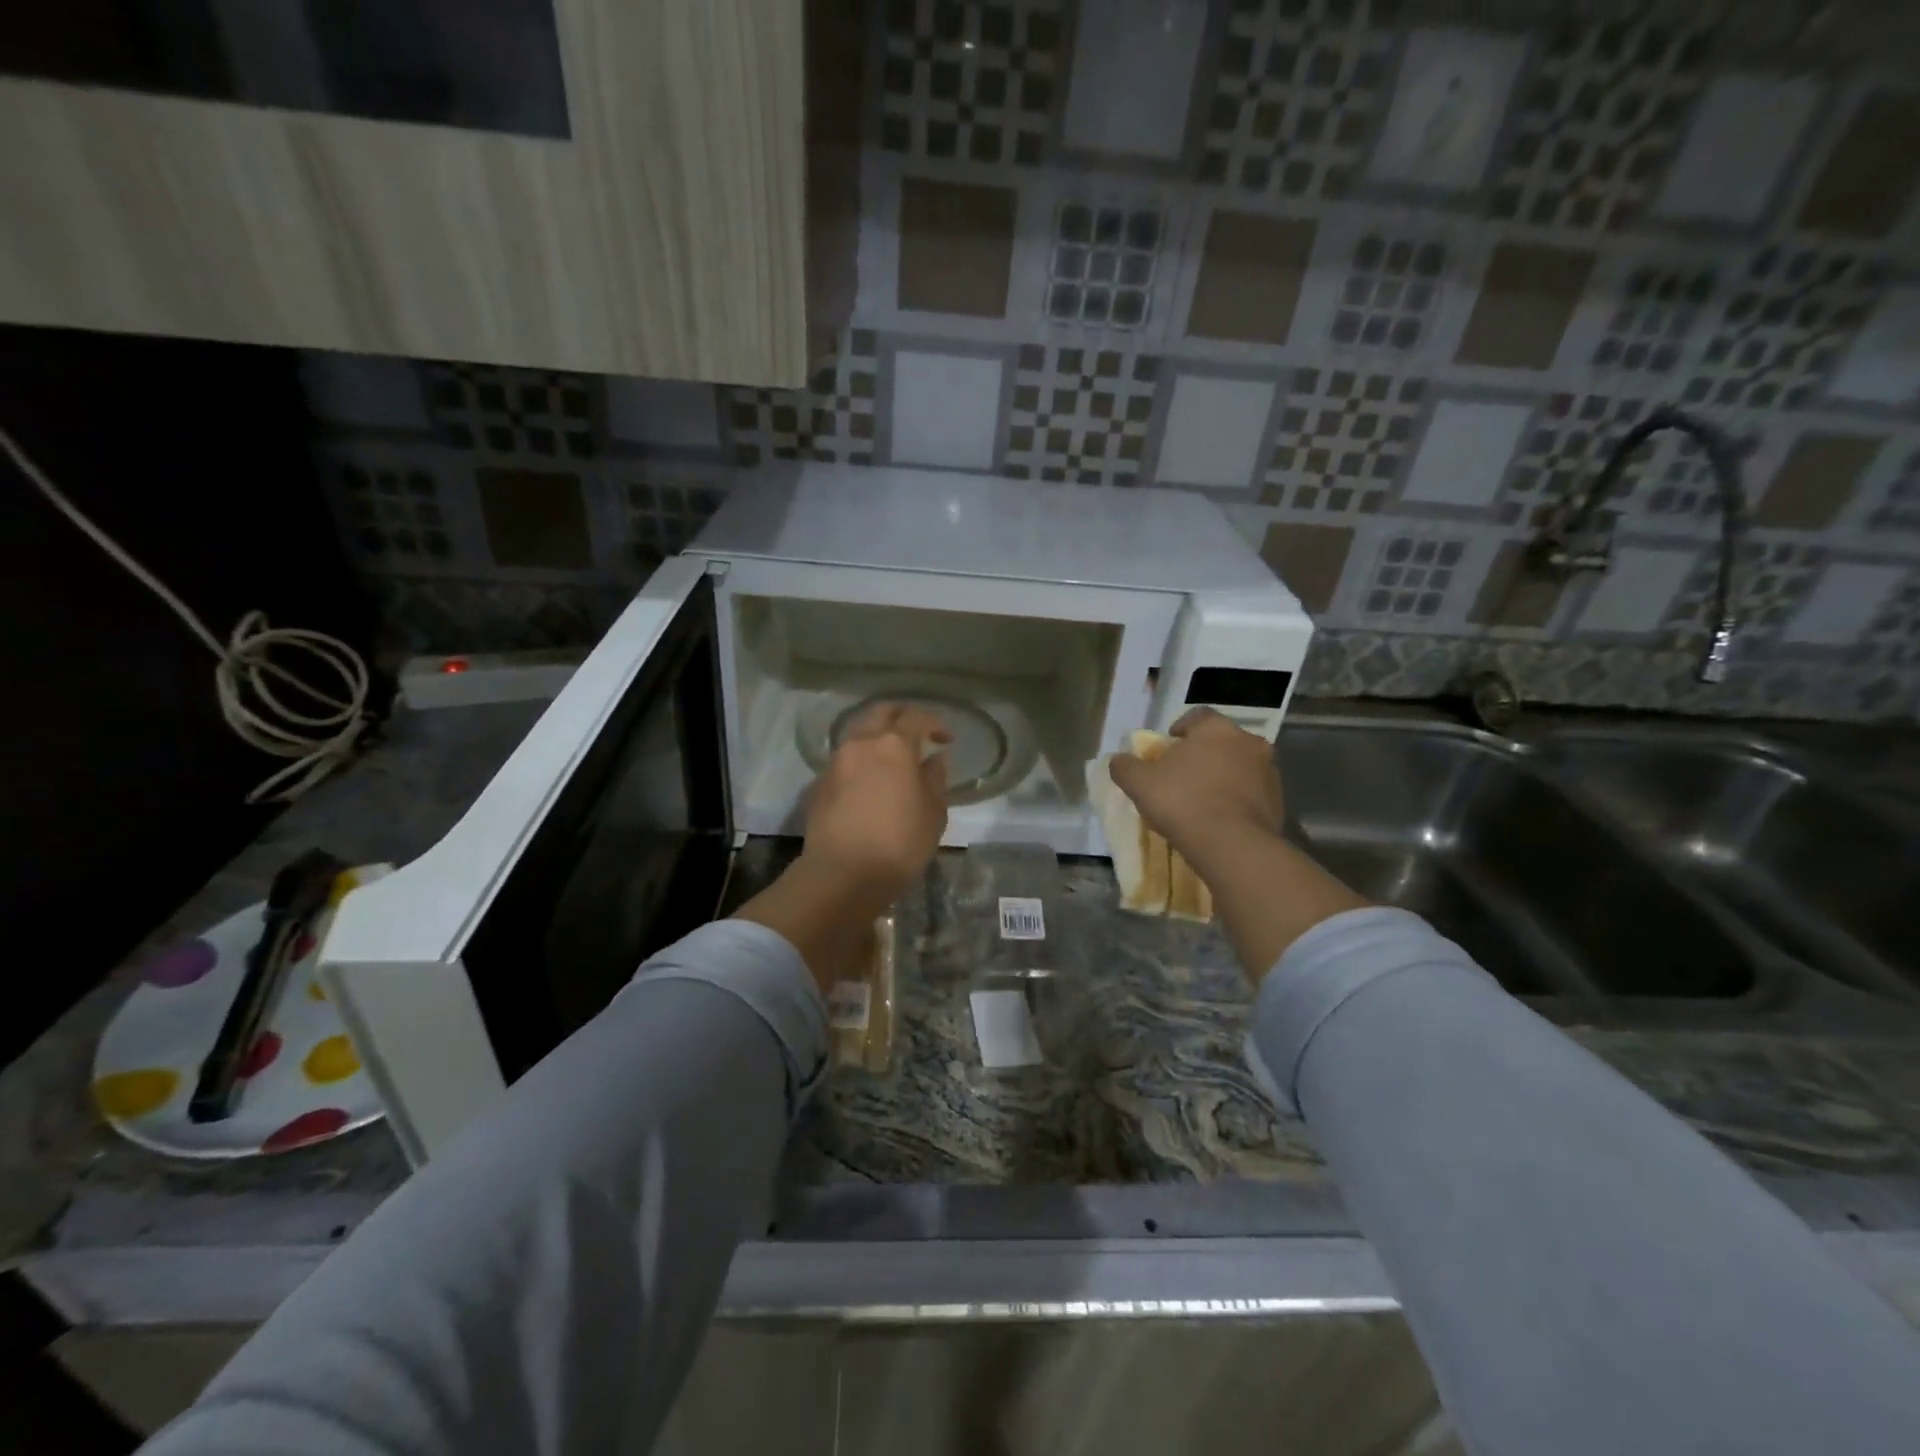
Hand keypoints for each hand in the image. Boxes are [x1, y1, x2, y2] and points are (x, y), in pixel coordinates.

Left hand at [799, 703, 952, 910]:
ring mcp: (835, 763)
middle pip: (879, 713)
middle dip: (900, 716)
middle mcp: (860, 744)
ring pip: (857, 735)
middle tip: (916, 733)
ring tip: (892, 760)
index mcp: (893, 746)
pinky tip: (869, 784)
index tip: (945, 739)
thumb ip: (936, 779)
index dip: (934, 723)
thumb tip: (934, 759)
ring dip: (876, 738)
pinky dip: (860, 762)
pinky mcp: (818, 785)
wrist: (842, 875)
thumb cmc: (899, 843)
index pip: (915, 718)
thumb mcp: (933, 813)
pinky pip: (844, 761)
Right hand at [1108, 707, 1284, 873]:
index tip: (1169, 746)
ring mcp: (1268, 772)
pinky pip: (1252, 793)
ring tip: (1203, 799)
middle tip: (1184, 774)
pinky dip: (1238, 799)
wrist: (1232, 845)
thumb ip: (1125, 766)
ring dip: (1224, 776)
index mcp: (1216, 729)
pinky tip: (1220, 818)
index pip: (1198, 717)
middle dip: (1204, 753)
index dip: (1181, 729)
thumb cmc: (1182, 801)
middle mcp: (1248, 742)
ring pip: (1240, 766)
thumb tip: (1118, 760)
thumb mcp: (1139, 783)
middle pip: (1222, 741)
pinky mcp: (1279, 801)